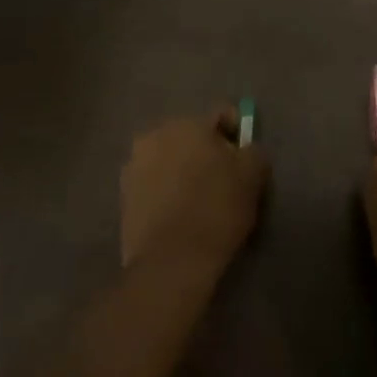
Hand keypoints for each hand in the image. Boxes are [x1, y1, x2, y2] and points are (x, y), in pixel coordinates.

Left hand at [121, 110, 268, 273]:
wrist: (171, 260)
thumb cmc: (216, 210)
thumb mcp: (253, 176)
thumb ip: (253, 152)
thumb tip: (246, 150)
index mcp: (188, 123)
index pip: (221, 115)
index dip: (237, 133)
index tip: (244, 158)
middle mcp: (155, 135)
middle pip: (191, 136)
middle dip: (206, 151)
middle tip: (223, 180)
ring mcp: (134, 164)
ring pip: (169, 158)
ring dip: (183, 170)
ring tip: (198, 200)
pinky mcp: (123, 194)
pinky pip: (153, 183)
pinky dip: (166, 191)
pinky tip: (178, 214)